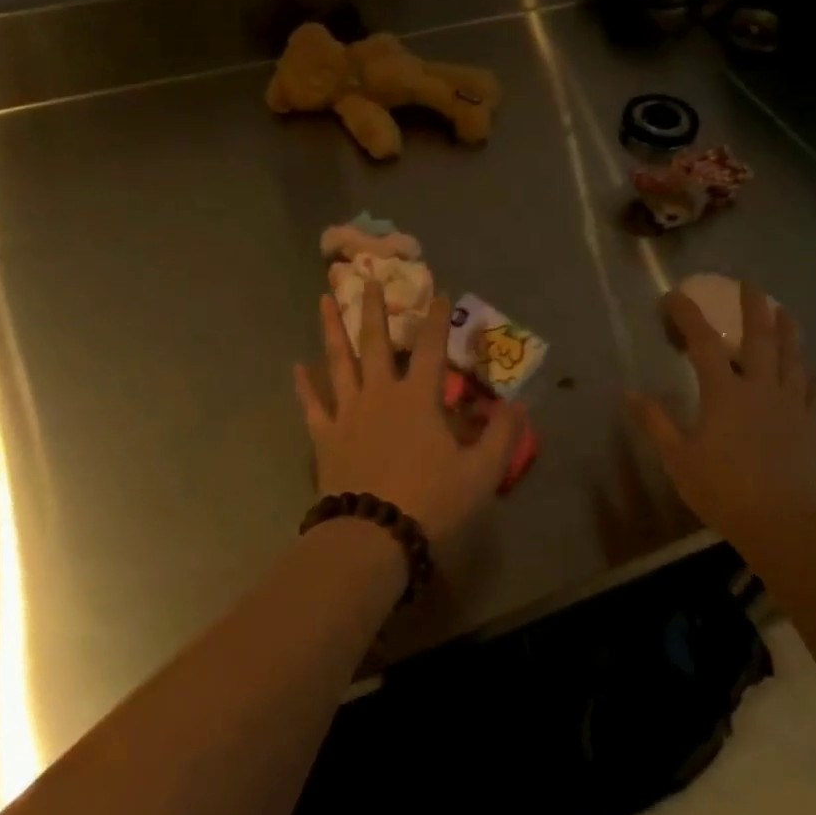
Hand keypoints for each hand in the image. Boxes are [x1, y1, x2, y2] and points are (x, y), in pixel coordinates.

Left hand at [295, 282, 522, 542]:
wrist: (372, 537)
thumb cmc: (430, 503)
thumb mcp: (480, 473)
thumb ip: (501, 436)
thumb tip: (518, 404)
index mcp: (417, 398)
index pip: (430, 348)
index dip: (436, 319)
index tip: (437, 291)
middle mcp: (380, 394)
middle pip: (375, 342)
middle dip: (374, 307)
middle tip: (368, 277)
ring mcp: (348, 413)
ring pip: (338, 361)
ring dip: (332, 329)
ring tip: (324, 299)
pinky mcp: (325, 437)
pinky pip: (313, 405)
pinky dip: (305, 386)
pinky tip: (296, 367)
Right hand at [632, 284, 815, 561]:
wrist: (783, 526)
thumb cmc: (724, 490)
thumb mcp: (678, 458)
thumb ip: (656, 422)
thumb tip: (629, 391)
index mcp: (724, 393)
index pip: (703, 342)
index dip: (688, 315)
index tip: (674, 295)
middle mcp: (760, 389)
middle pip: (759, 338)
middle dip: (753, 307)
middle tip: (750, 283)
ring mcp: (791, 406)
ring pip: (793, 358)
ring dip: (789, 331)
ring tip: (786, 311)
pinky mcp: (813, 427)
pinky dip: (812, 376)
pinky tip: (812, 369)